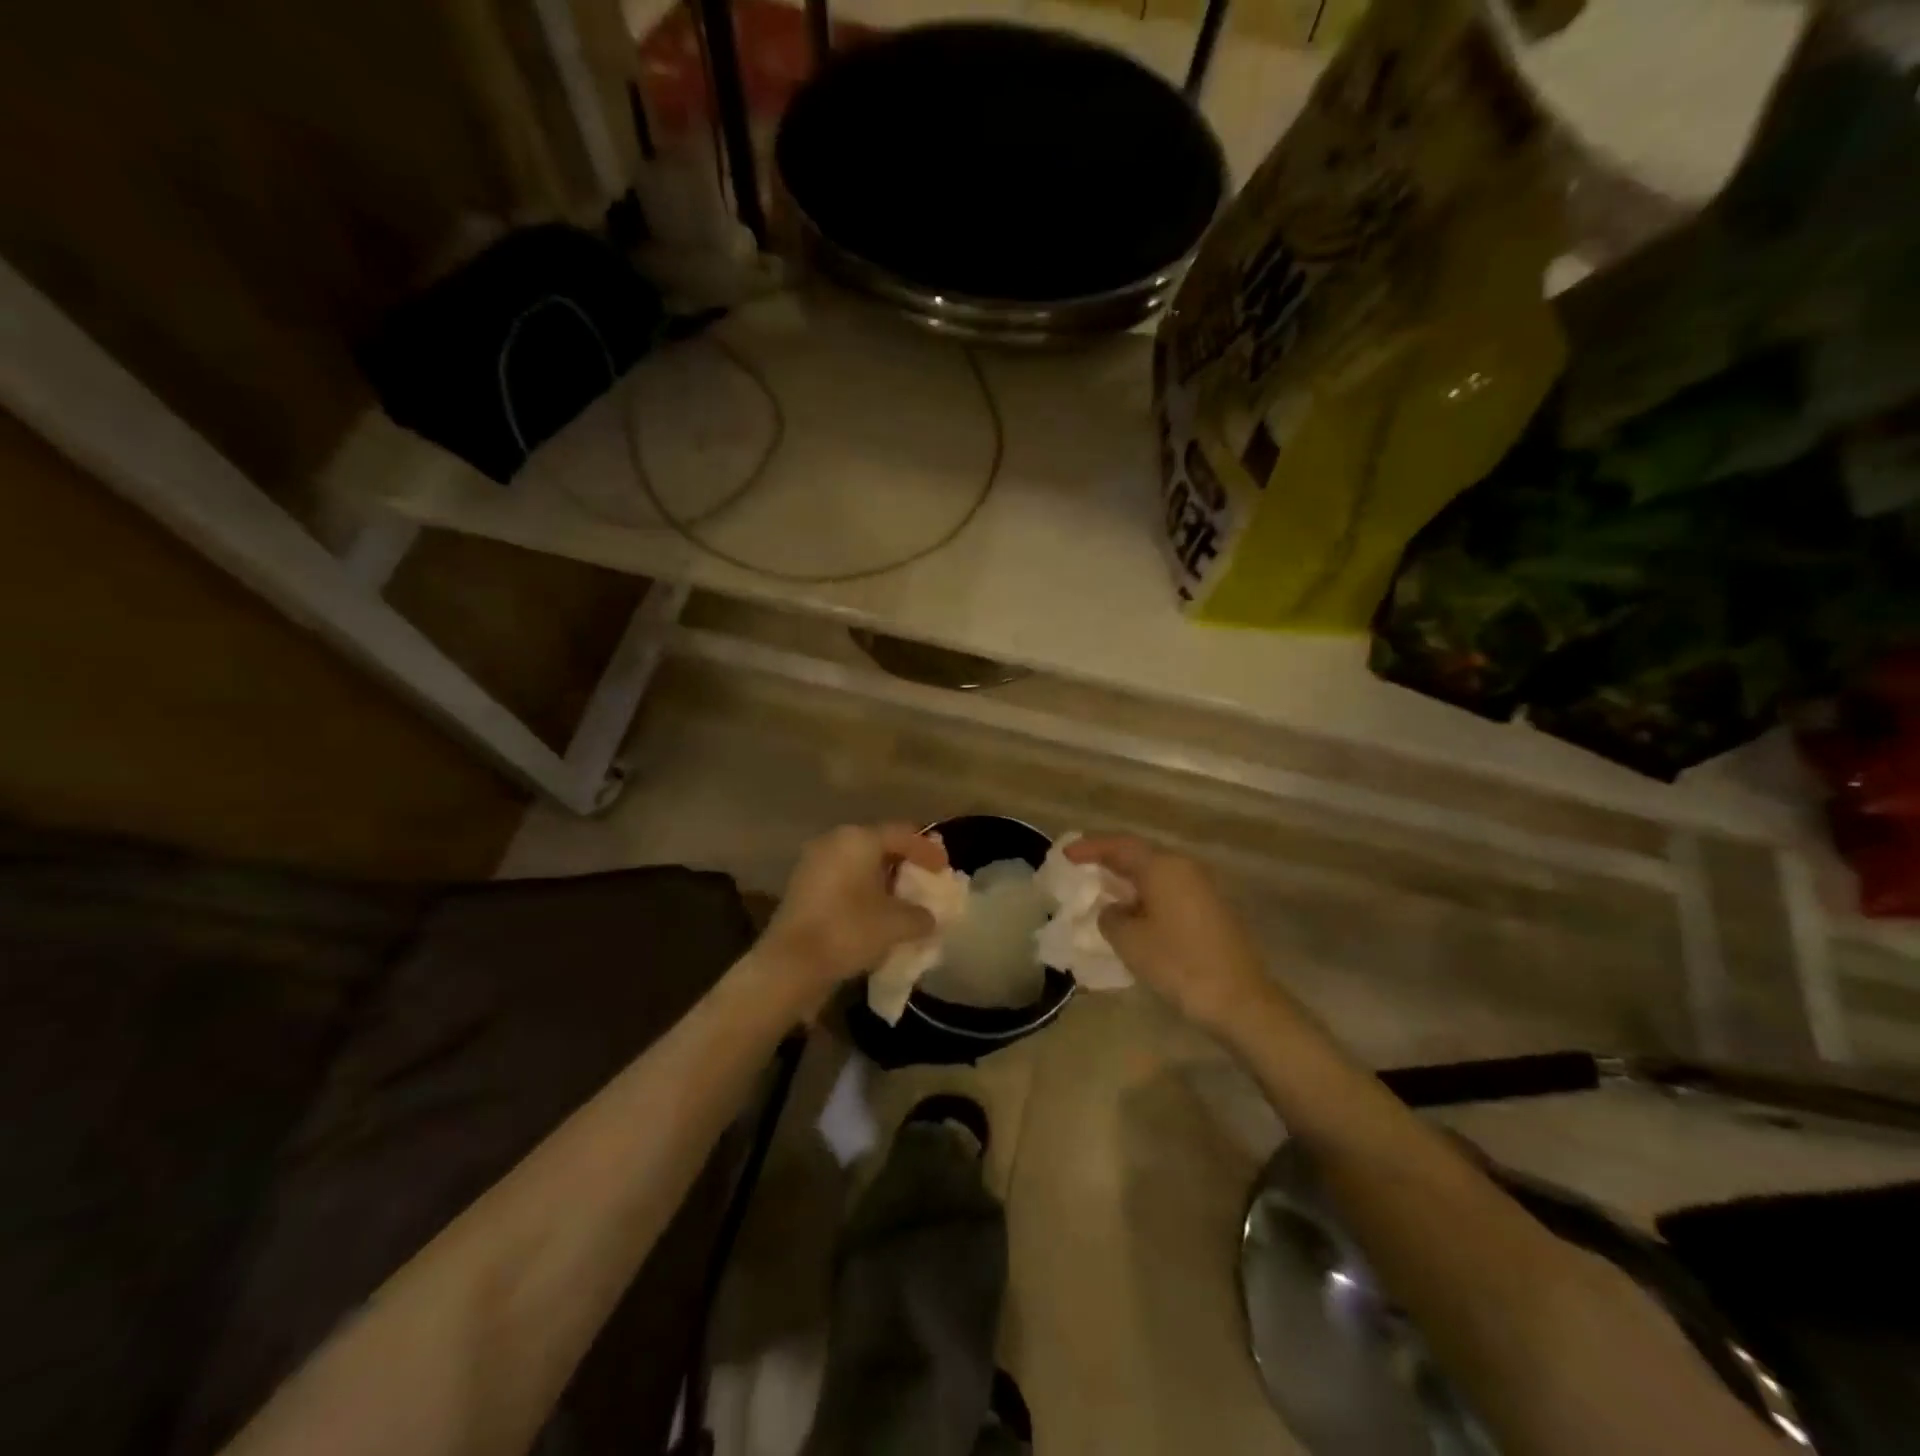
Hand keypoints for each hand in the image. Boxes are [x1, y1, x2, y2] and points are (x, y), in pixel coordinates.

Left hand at [756, 823, 949, 1014]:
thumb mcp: (897, 924)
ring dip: (882, 880)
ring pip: (859, 864)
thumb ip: (921, 915)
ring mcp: (814, 862)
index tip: (944, 869)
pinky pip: (843, 879)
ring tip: (902, 902)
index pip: (903, 834)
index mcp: (859, 839)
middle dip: (904, 864)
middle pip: (879, 845)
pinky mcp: (802, 886)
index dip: (928, 851)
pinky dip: (862, 891)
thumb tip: (929, 917)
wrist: (790, 964)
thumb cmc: (849, 930)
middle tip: (924, 882)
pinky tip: (875, 913)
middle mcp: (834, 841)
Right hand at [1065, 834, 1271, 1031]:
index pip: (1119, 846)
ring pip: (1156, 874)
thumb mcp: (1129, 940)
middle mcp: (1184, 868)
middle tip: (1081, 867)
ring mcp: (1202, 888)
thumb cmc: (1178, 964)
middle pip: (1140, 855)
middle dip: (1109, 860)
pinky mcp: (1212, 910)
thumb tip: (1113, 910)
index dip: (1090, 848)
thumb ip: (1110, 917)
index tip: (1066, 854)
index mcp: (1163, 867)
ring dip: (1128, 880)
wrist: (1240, 1000)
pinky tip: (1132, 913)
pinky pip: (1169, 891)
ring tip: (1102, 890)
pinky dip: (1146, 895)